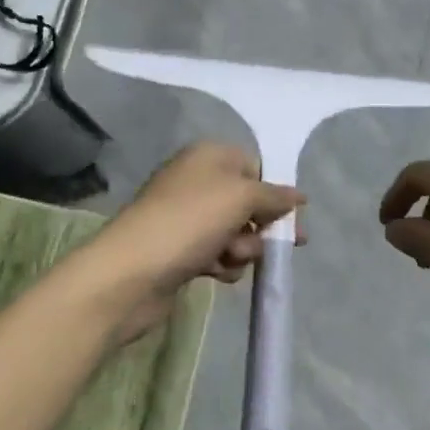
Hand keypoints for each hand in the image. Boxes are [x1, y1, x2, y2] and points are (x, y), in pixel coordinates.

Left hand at [97, 143, 304, 343]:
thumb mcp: (240, 197)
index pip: (254, 166)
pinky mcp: (180, 250)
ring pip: (235, 231)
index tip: (291, 217)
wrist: (131, 272)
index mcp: (208, 156)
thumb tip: (299, 195)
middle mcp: (196, 181)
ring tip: (230, 258)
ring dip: (243, 248)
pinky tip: (216, 273)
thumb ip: (274, 195)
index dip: (274, 192)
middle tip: (283, 246)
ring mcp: (186, 217)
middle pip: (247, 202)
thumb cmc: (189, 222)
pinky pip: (217, 253)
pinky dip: (223, 263)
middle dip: (262, 225)